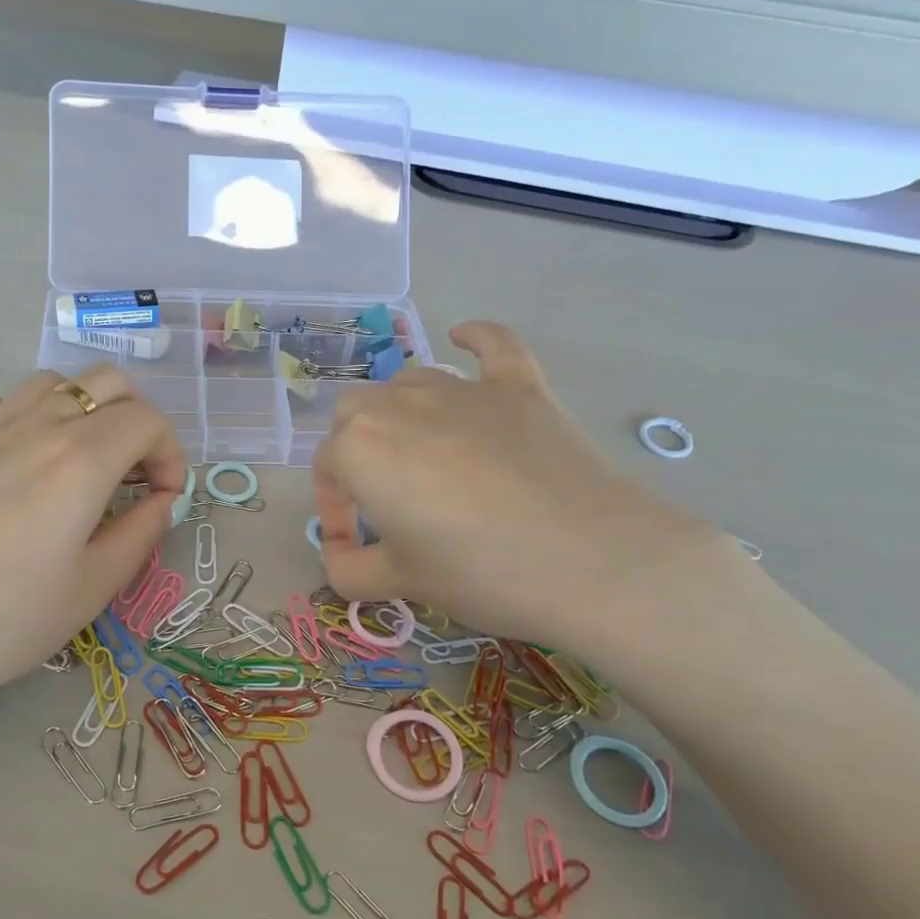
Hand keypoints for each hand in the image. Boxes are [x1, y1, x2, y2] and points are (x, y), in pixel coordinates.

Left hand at [0, 365, 186, 733]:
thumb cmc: (4, 621)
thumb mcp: (92, 589)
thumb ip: (140, 535)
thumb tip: (161, 502)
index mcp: (82, 459)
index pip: (148, 420)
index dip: (171, 455)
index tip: (164, 500)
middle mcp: (38, 428)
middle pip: (106, 382)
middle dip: (137, 420)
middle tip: (134, 477)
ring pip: (51, 382)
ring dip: (84, 409)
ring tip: (84, 465)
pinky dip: (25, 416)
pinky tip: (23, 459)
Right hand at [313, 322, 733, 663]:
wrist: (591, 562)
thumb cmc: (478, 572)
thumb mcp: (399, 582)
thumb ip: (349, 568)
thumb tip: (340, 556)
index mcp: (359, 447)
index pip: (327, 468)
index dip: (335, 510)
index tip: (354, 545)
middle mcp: (400, 403)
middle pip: (356, 414)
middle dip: (356, 451)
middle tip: (384, 501)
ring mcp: (463, 389)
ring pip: (410, 383)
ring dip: (401, 414)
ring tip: (421, 460)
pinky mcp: (519, 387)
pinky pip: (491, 346)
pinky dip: (474, 339)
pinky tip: (464, 336)